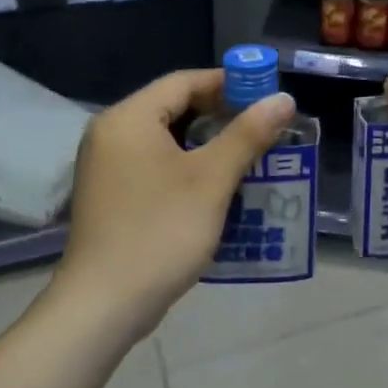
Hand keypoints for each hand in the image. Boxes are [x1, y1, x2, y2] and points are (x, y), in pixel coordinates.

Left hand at [53, 69, 294, 332]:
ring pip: (167, 140)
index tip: (266, 97)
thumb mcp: (212, 180)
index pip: (184, 81)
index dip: (229, 83)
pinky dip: (188, 168)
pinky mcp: (112, 196)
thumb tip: (283, 99)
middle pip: (174, 108)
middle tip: (264, 128)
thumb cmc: (160, 232)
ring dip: (209, 145)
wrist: (104, 306)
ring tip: (251, 156)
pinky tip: (220, 187)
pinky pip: (156, 165)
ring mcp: (107, 167)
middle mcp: (111, 134)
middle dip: (222, 116)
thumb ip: (248, 134)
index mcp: (128, 119)